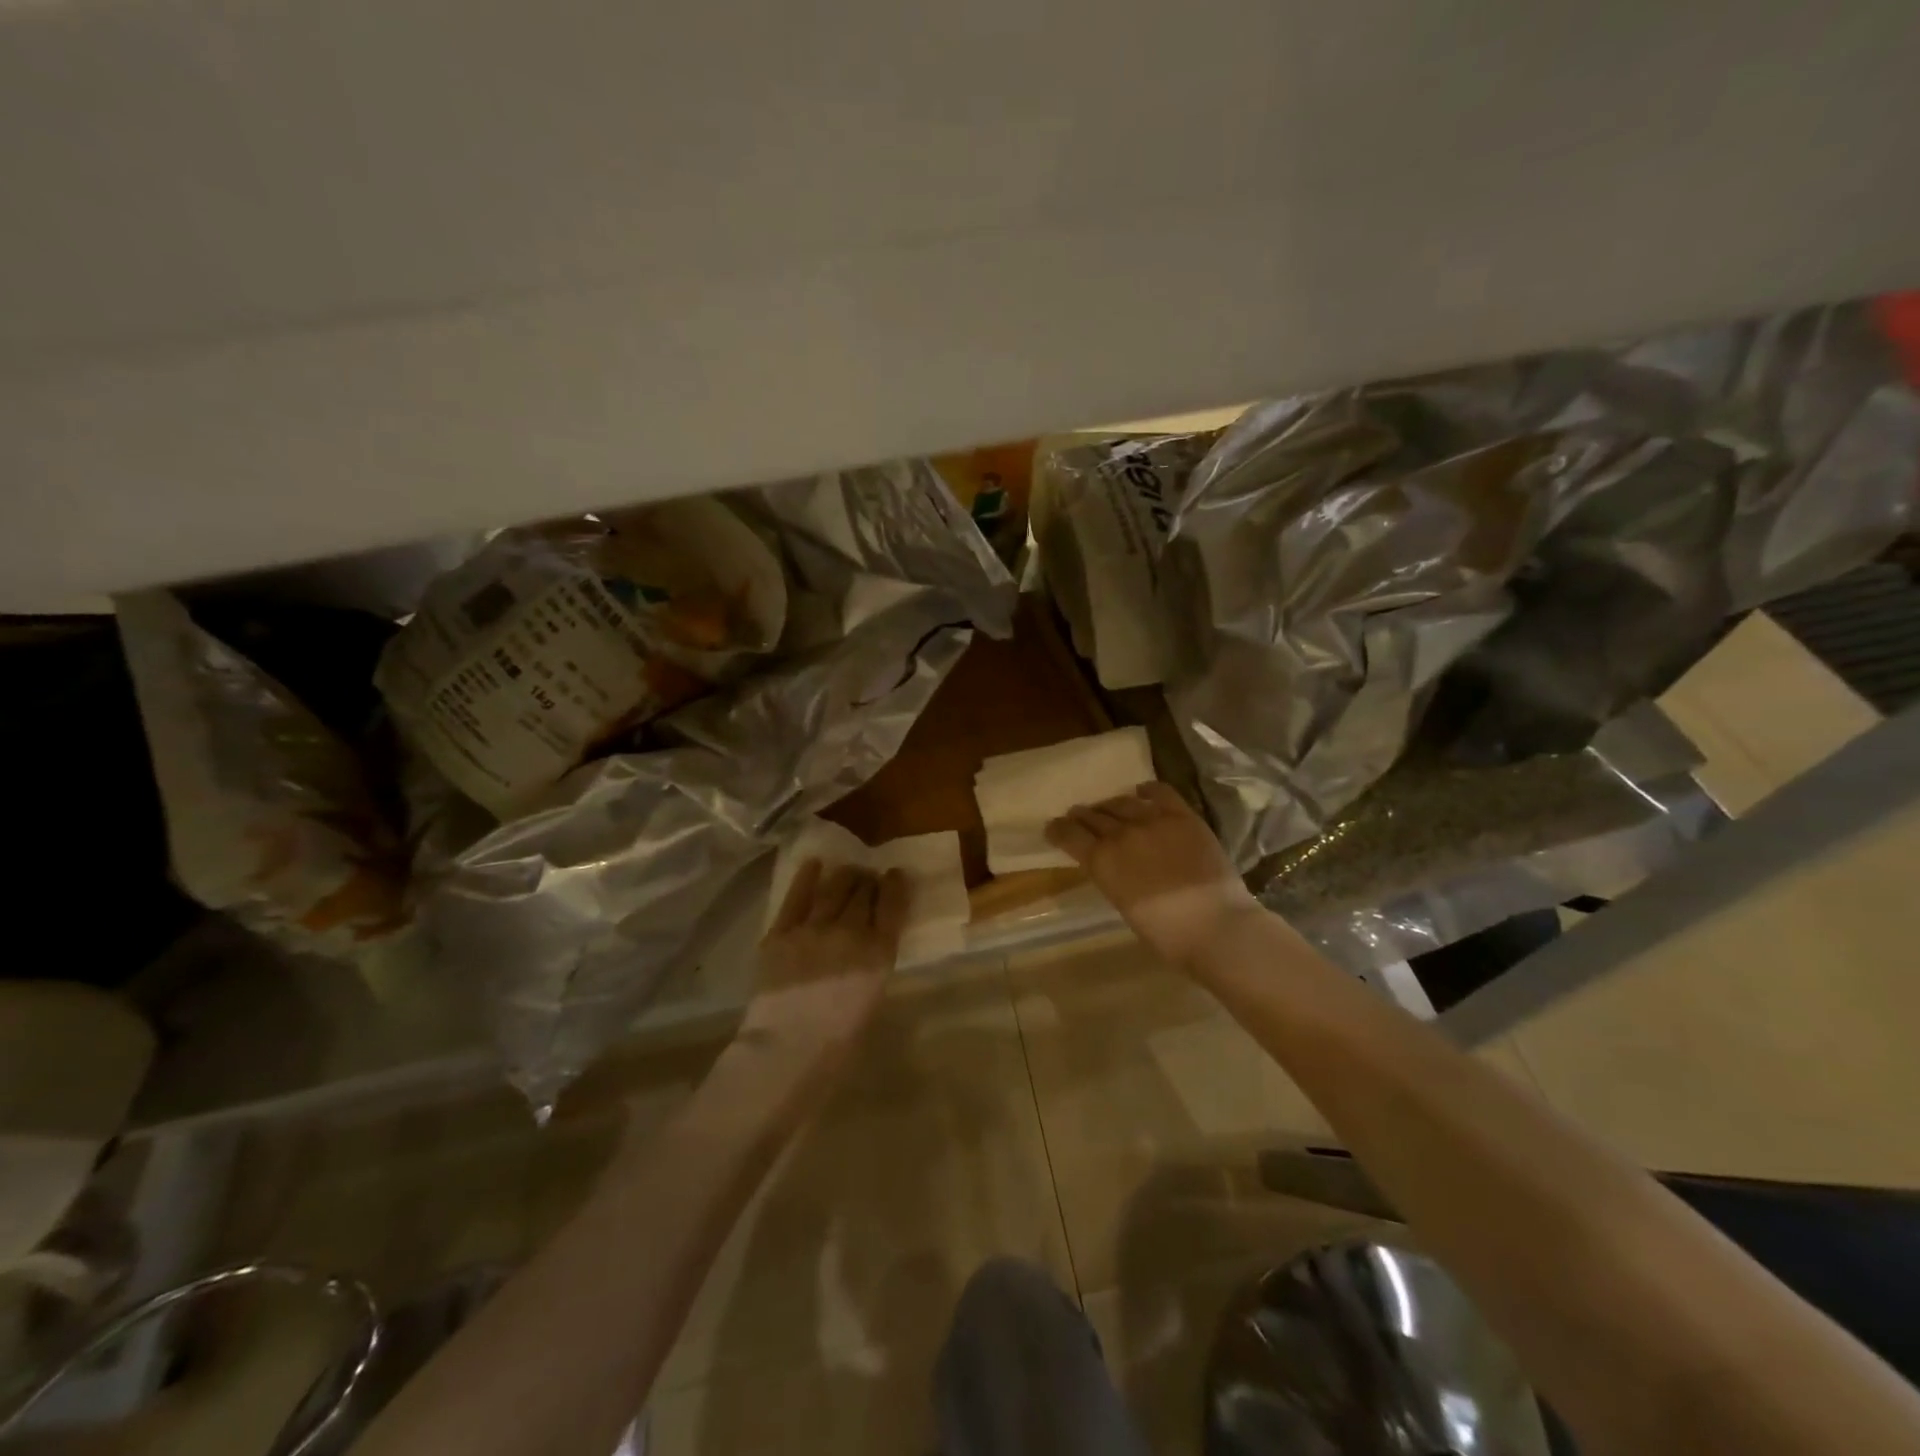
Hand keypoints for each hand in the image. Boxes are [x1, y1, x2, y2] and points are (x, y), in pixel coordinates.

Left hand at [736, 860, 911, 1082]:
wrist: (787, 1050)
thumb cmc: (837, 1042)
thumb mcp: (871, 998)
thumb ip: (871, 966)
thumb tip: (866, 947)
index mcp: (879, 954)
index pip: (893, 906)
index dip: (896, 886)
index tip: (895, 875)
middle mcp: (850, 932)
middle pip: (862, 893)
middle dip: (868, 881)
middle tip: (867, 876)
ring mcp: (813, 928)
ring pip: (833, 889)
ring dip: (843, 876)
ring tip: (846, 871)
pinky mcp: (781, 931)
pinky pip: (797, 897)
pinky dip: (807, 877)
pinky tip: (814, 864)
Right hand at [1045, 782, 1259, 969]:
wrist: (1215, 926)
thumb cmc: (1166, 934)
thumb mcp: (1123, 905)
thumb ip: (1112, 877)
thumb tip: (1111, 865)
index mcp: (1101, 861)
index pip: (1069, 835)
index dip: (1058, 829)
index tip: (1053, 827)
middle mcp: (1121, 834)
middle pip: (1093, 816)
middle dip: (1082, 816)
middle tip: (1077, 815)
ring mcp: (1153, 821)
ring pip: (1122, 802)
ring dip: (1109, 804)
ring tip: (1106, 806)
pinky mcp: (1183, 816)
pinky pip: (1160, 793)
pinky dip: (1147, 790)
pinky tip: (1142, 792)